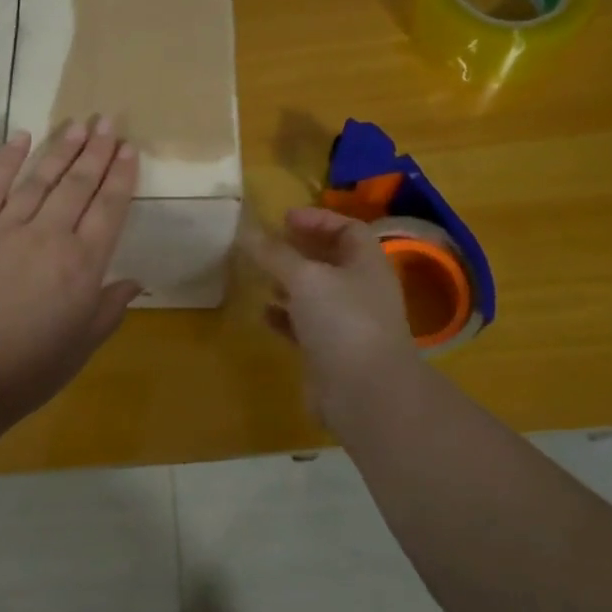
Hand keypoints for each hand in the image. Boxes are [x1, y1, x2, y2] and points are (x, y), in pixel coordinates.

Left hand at [0, 119, 141, 437]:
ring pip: (39, 180)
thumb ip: (109, 309)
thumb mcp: (81, 347)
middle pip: (78, 185)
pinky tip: (21, 137)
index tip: (129, 149)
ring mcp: (4, 230)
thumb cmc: (26, 373)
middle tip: (108, 120)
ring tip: (77, 124)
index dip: (121, 176)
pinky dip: (6, 160)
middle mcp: (48, 237)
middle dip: (96, 151)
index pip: (109, 209)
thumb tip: (134, 282)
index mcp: (82, 266)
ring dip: (61, 149)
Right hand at [242, 207, 421, 428]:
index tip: (284, 219)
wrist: (365, 392)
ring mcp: (348, 323)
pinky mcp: (331, 352)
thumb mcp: (304, 278)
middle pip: (331, 260)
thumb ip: (274, 254)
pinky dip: (285, 317)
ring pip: (316, 294)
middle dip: (299, 251)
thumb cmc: (342, 321)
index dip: (318, 219)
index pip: (348, 229)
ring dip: (290, 284)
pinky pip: (305, 326)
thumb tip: (246, 229)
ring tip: (261, 277)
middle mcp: (361, 290)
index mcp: (366, 264)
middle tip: (267, 246)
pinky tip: (264, 315)